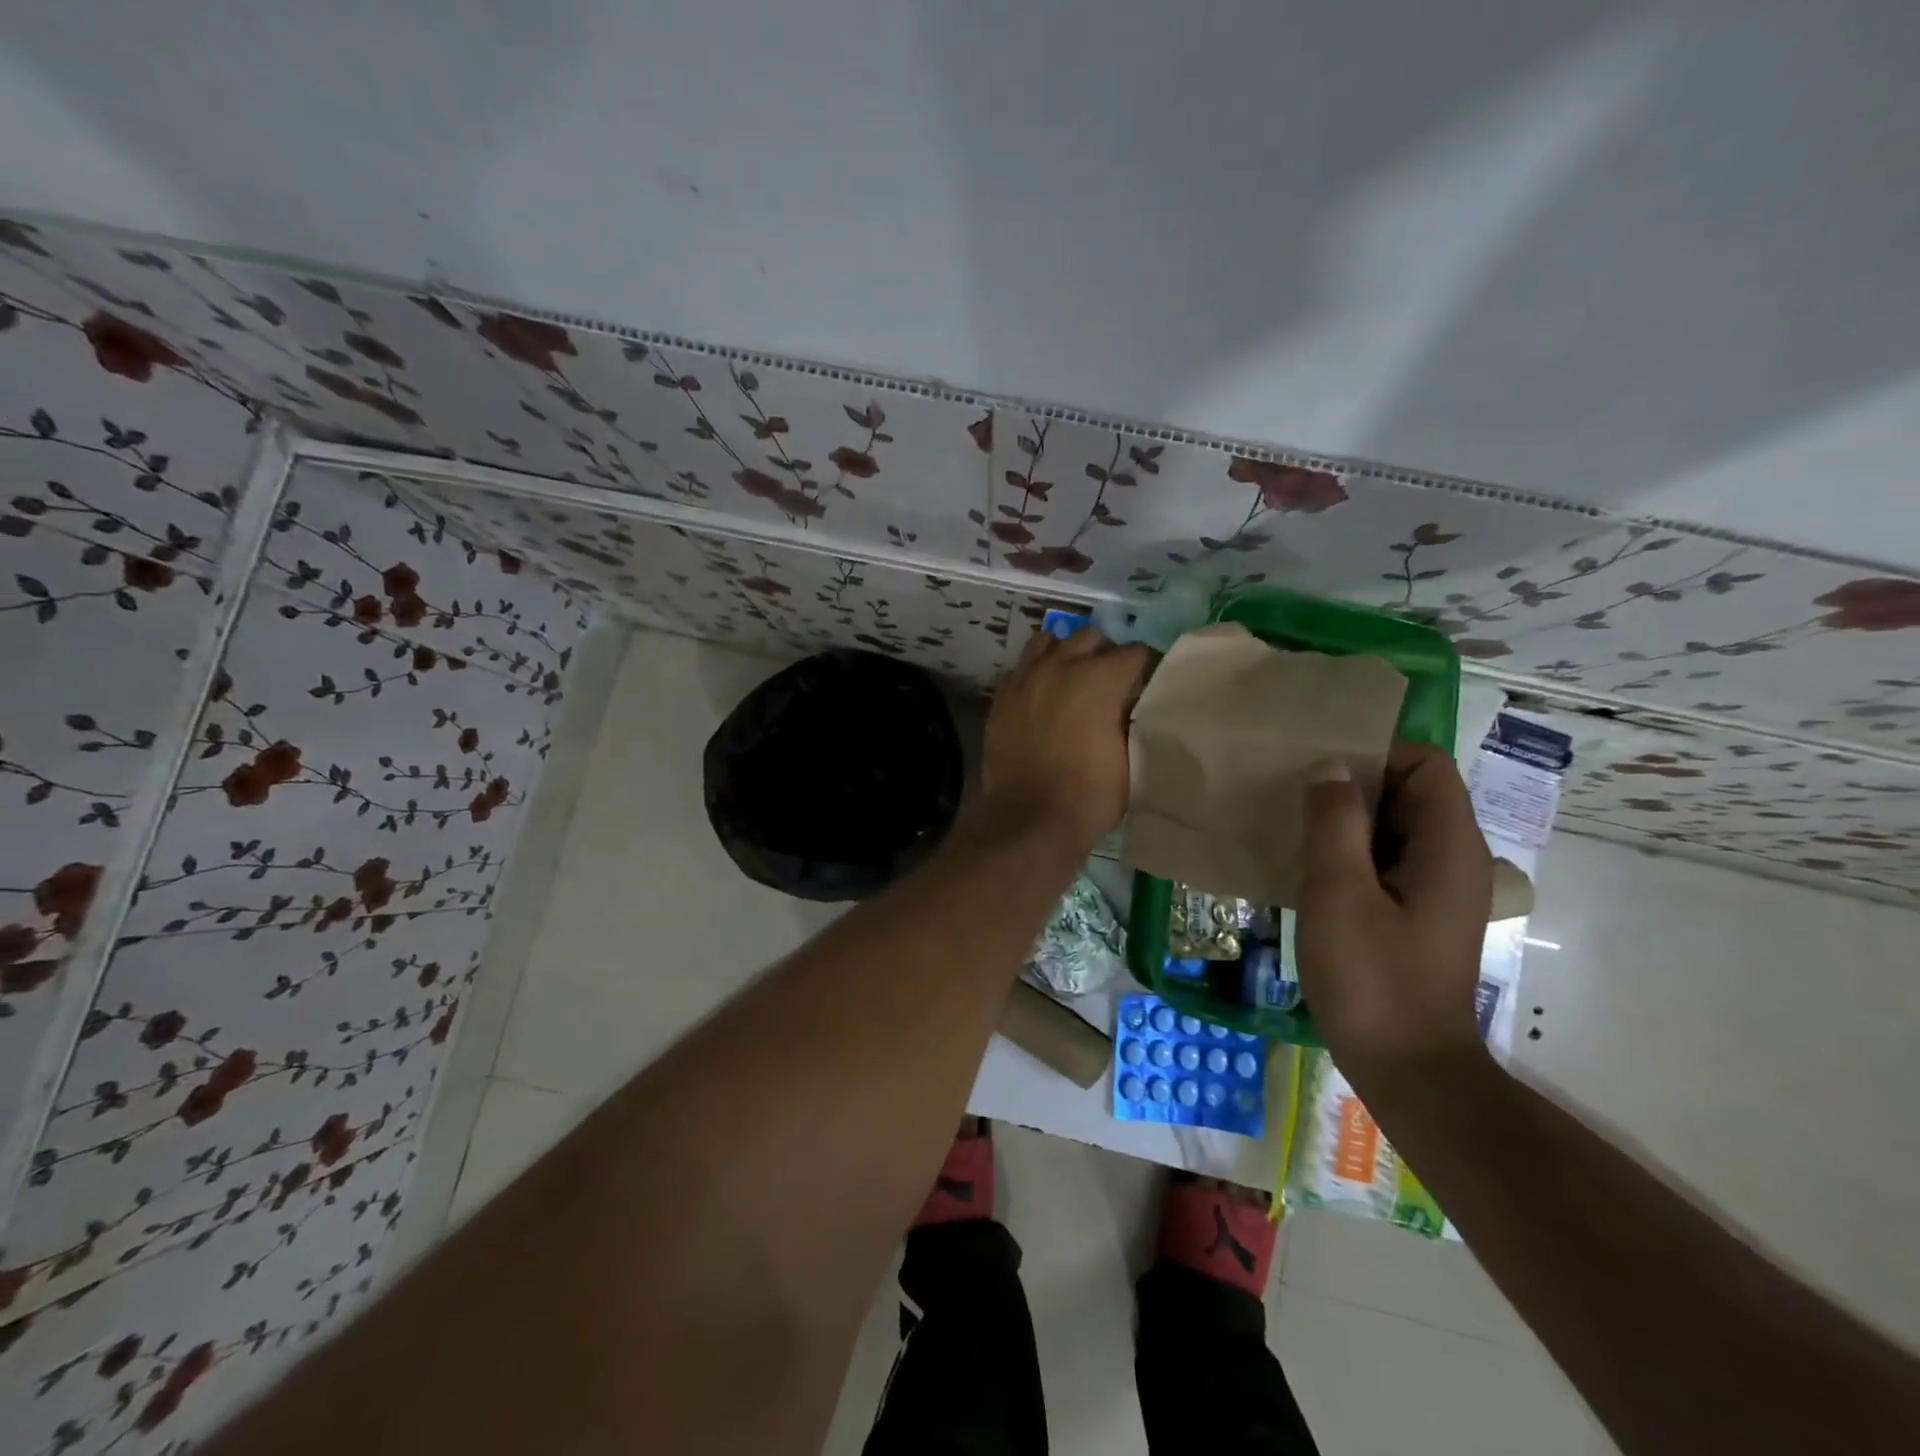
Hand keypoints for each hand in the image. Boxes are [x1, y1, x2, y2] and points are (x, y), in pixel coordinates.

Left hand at [977, 627, 1154, 851]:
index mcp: (1099, 677)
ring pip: (1048, 642)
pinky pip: (1021, 668)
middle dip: (1104, 654)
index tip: (1148, 684)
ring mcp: (1025, 678)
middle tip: (1109, 683)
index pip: (1135, 652)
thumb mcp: (1130, 758)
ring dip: (1065, 654)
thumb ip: (1130, 719)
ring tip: (1072, 679)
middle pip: (1089, 637)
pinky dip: (1035, 674)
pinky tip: (1041, 697)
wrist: (1029, 820)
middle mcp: (1060, 665)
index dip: (1146, 667)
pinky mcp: (1000, 697)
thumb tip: (1127, 703)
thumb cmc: (1089, 795)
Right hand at [1293, 741, 1492, 1094]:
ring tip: (1293, 825)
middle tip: (1294, 794)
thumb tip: (1331, 767)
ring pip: (1393, 826)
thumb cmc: (1372, 978)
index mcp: (1448, 846)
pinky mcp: (1414, 912)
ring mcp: (1434, 887)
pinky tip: (1309, 867)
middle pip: (1410, 791)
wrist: (1406, 1068)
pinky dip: (1350, 851)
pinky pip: (1384, 858)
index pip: (1426, 764)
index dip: (1376, 754)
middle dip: (1354, 784)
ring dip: (1346, 819)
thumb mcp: (1340, 892)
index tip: (1320, 769)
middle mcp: (1452, 858)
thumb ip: (1334, 823)